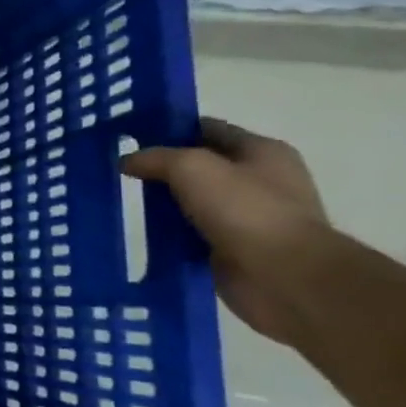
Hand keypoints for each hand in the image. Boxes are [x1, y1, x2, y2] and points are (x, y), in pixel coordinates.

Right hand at [122, 118, 329, 340]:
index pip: (207, 128)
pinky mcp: (234, 249)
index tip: (130, 136)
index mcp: (262, 152)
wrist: (284, 278)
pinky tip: (142, 232)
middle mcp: (259, 181)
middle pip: (198, 167)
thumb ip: (155, 158)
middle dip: (162, 168)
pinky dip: (169, 234)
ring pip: (192, 202)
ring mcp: (248, 218)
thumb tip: (127, 161)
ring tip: (124, 201)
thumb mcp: (191, 167)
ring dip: (163, 204)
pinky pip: (191, 234)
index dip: (169, 128)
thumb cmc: (245, 209)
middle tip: (121, 169)